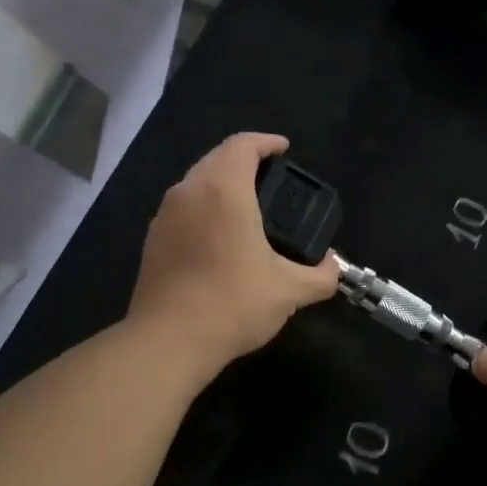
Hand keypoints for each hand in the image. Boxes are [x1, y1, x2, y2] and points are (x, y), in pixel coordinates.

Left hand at [127, 133, 340, 368]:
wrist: (167, 343)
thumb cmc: (232, 304)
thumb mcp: (290, 291)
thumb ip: (321, 275)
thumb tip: (334, 266)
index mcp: (224, 191)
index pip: (242, 145)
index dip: (266, 142)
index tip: (284, 150)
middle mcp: (190, 192)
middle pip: (217, 158)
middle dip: (245, 159)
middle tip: (272, 178)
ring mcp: (165, 216)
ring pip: (196, 181)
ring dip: (222, 182)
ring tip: (249, 205)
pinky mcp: (153, 240)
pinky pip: (183, 207)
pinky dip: (204, 206)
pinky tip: (221, 235)